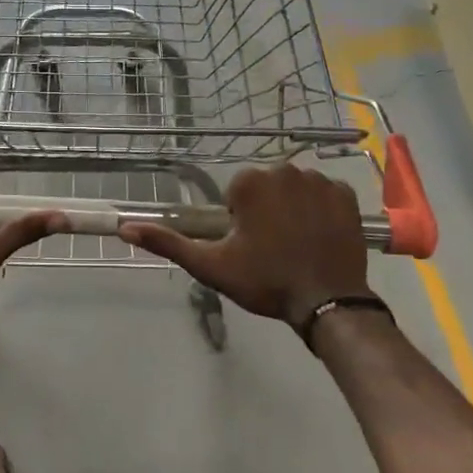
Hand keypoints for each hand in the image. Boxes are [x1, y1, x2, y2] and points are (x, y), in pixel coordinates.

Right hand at [119, 164, 373, 329]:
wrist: (327, 302)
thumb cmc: (265, 281)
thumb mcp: (211, 265)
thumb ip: (168, 243)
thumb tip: (125, 229)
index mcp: (250, 183)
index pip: (235, 192)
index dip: (237, 220)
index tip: (247, 245)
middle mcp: (285, 170)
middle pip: (265, 187)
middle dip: (265, 210)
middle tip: (270, 248)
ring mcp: (320, 180)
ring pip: (294, 188)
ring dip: (291, 208)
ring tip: (295, 244)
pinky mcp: (347, 194)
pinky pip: (324, 194)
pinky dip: (320, 210)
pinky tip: (319, 237)